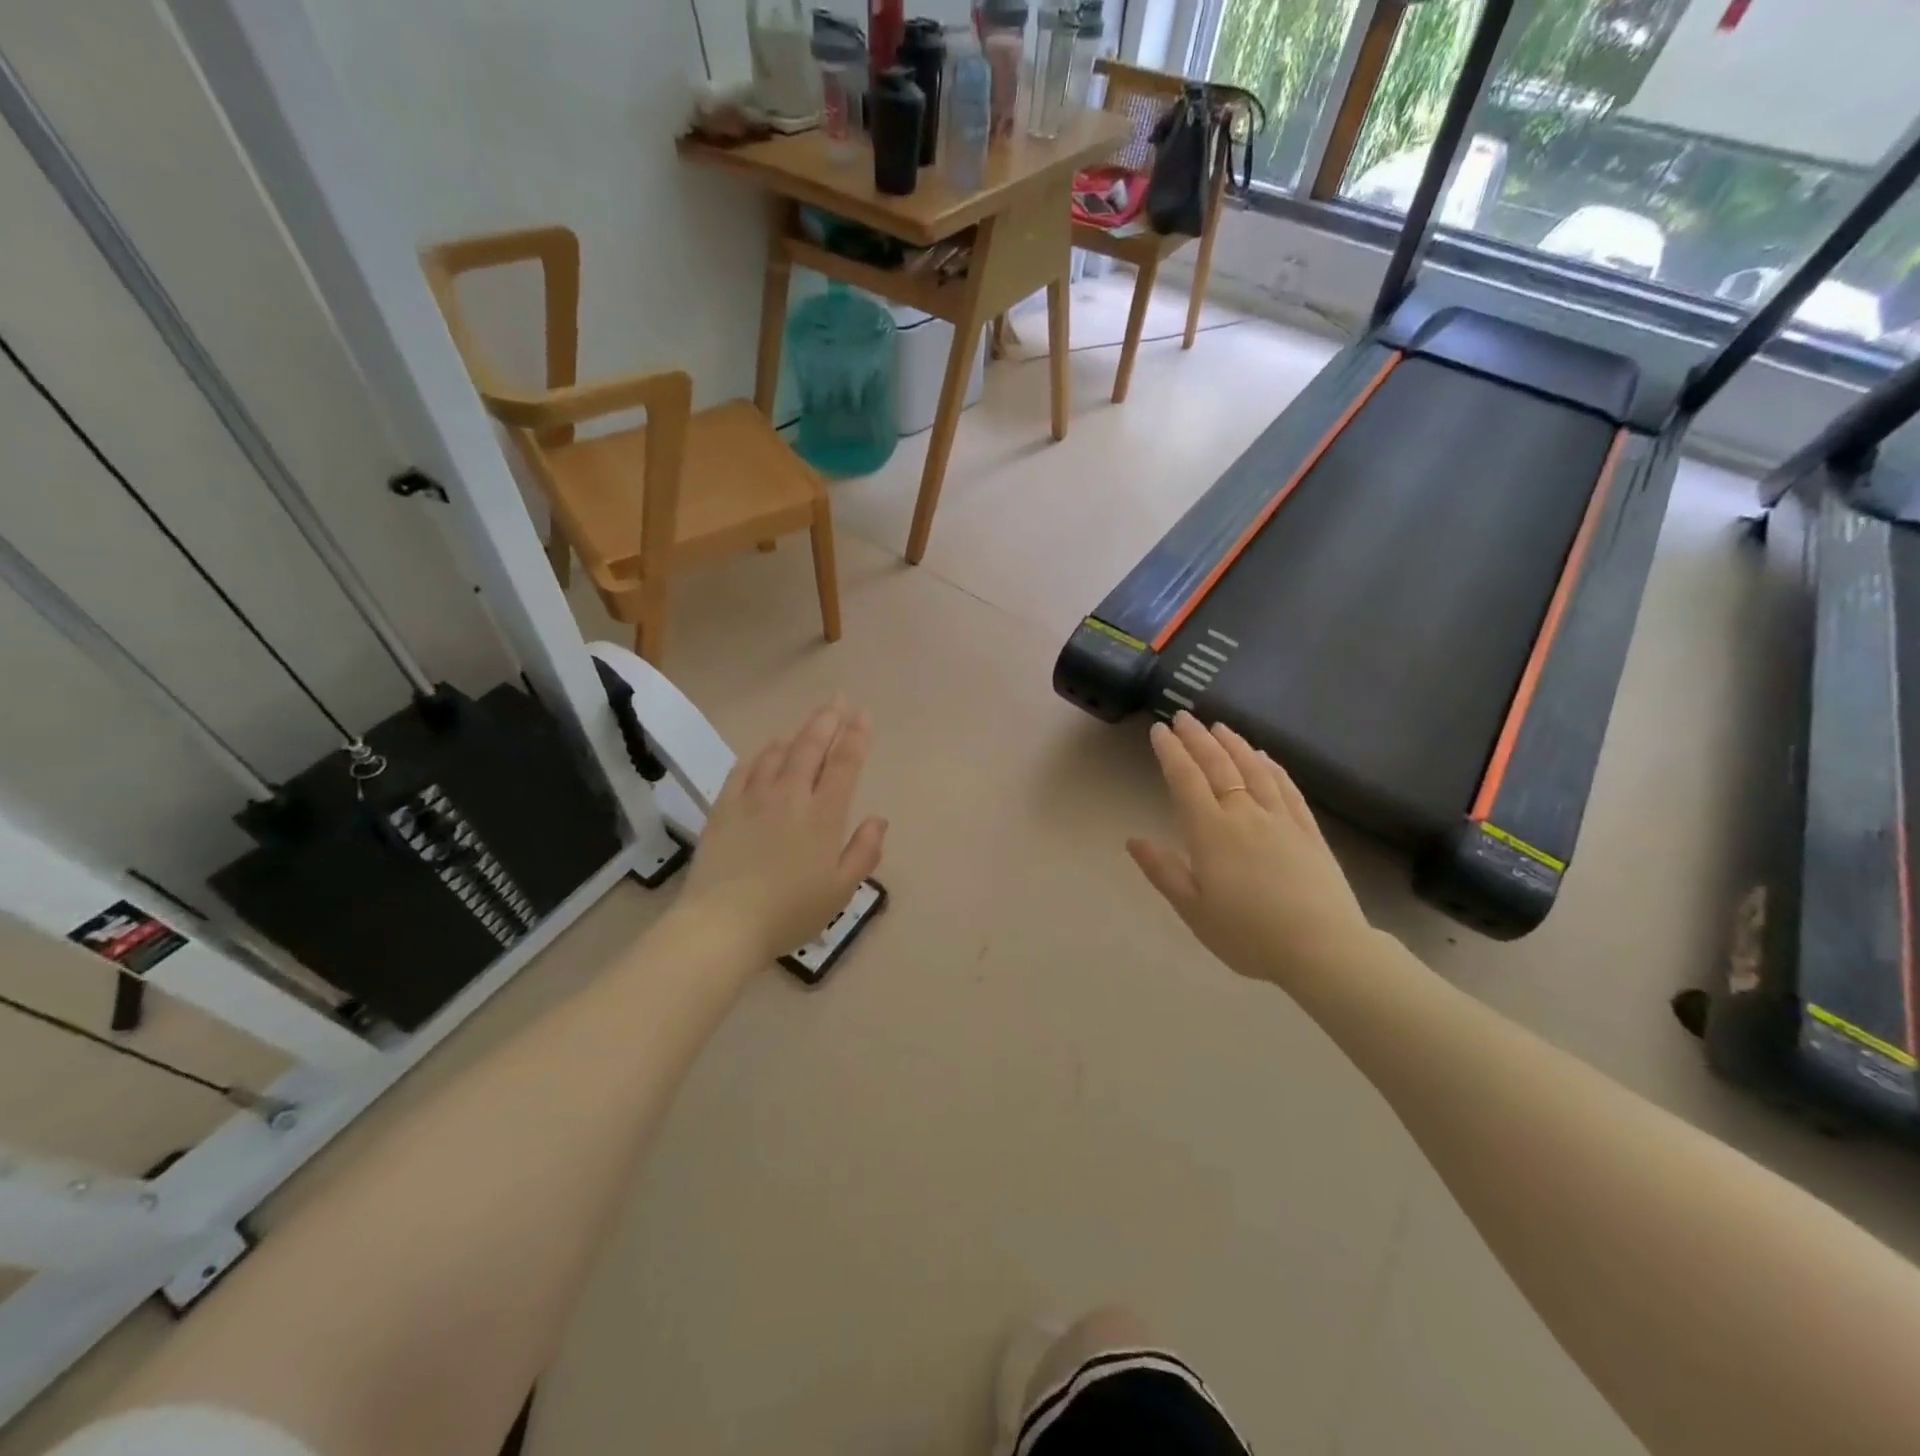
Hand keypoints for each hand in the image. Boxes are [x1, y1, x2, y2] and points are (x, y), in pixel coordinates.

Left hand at [677, 699, 886, 962]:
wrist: (722, 925)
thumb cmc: (790, 912)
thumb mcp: (840, 891)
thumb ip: (864, 851)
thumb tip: (879, 819)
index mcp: (823, 815)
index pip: (844, 764)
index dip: (856, 736)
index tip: (863, 714)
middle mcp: (790, 796)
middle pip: (811, 747)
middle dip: (828, 720)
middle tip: (838, 699)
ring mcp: (753, 799)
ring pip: (778, 753)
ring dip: (797, 733)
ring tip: (808, 723)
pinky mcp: (724, 808)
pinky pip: (744, 769)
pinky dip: (760, 754)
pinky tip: (766, 750)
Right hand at [1128, 712, 1371, 987]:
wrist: (1322, 949)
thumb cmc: (1248, 934)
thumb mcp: (1194, 910)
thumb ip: (1163, 871)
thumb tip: (1133, 840)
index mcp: (1211, 832)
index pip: (1185, 780)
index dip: (1171, 752)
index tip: (1159, 730)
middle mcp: (1244, 814)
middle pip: (1218, 766)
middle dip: (1197, 739)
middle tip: (1183, 716)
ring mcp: (1280, 819)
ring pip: (1253, 770)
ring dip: (1233, 744)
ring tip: (1219, 726)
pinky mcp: (1309, 830)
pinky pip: (1286, 788)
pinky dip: (1272, 766)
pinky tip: (1264, 756)